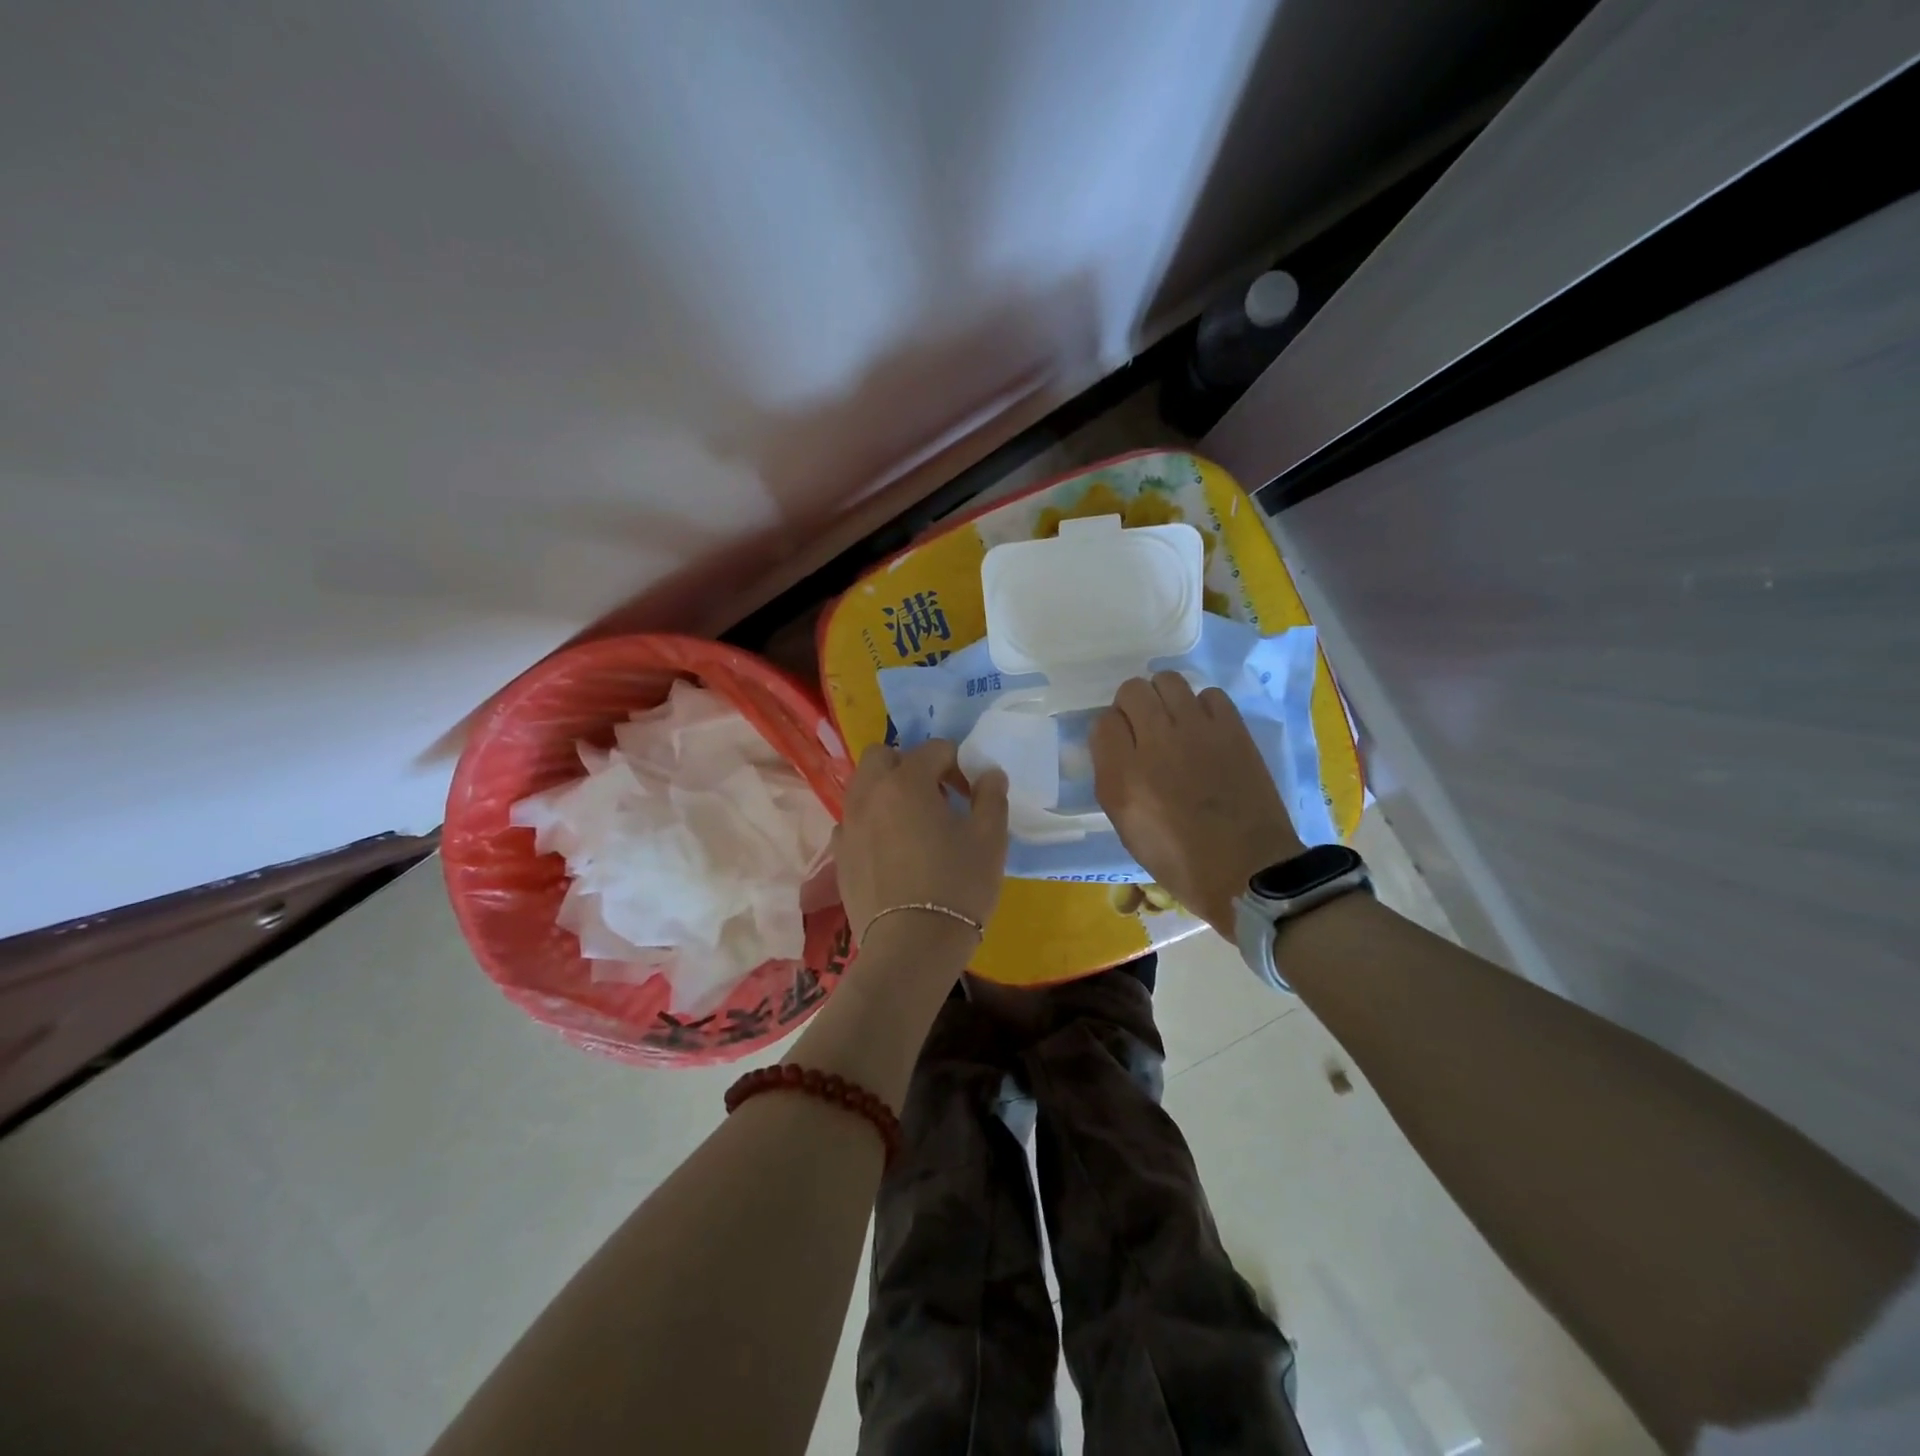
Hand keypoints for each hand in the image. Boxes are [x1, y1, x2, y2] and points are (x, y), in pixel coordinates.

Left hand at [832, 741, 1009, 946]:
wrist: (911, 947)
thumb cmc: (957, 886)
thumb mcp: (990, 839)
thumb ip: (990, 796)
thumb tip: (989, 773)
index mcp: (906, 782)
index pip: (934, 749)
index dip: (958, 765)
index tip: (972, 795)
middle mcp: (869, 794)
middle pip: (882, 756)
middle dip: (909, 764)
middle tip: (935, 795)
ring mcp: (848, 825)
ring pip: (862, 787)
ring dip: (886, 791)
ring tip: (912, 822)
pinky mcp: (839, 856)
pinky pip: (852, 823)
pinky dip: (870, 823)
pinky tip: (890, 849)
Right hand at [1091, 672, 1304, 936]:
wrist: (1247, 871)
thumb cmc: (1179, 861)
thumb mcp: (1127, 827)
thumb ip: (1114, 780)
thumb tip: (1118, 747)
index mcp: (1122, 776)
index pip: (1102, 722)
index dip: (1110, 732)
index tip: (1120, 747)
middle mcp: (1155, 743)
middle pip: (1132, 691)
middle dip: (1132, 706)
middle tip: (1144, 730)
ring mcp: (1197, 731)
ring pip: (1168, 680)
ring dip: (1164, 697)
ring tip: (1173, 721)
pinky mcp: (1233, 729)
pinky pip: (1209, 694)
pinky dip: (1202, 707)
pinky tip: (1205, 730)